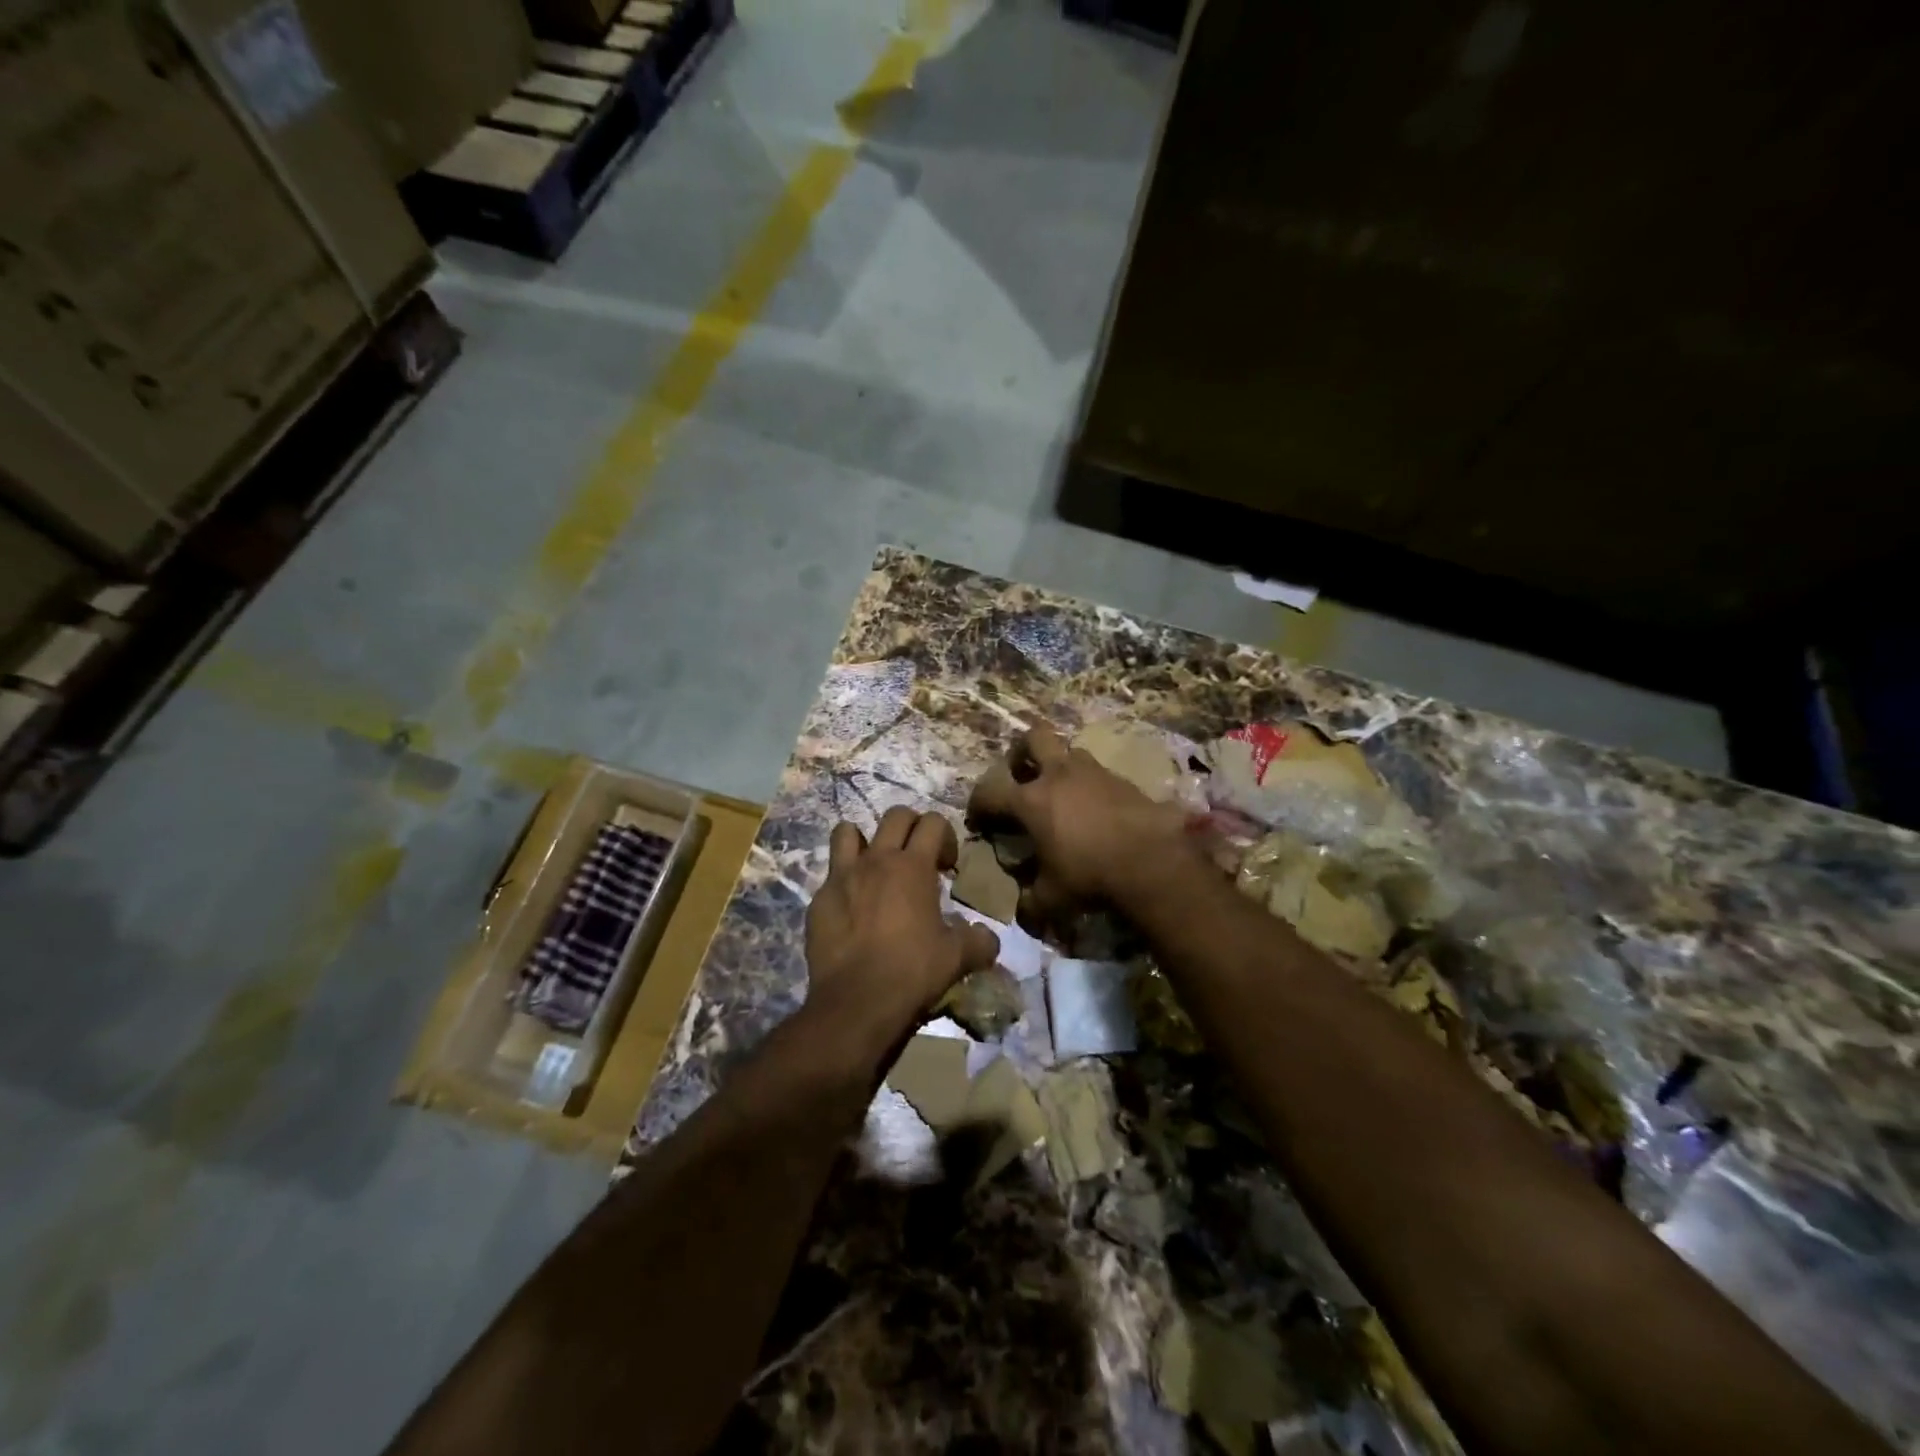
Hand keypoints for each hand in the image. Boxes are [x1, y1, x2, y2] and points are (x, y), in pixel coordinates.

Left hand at [805, 806, 999, 1044]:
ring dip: (865, 841)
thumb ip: (978, 941)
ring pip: (848, 832)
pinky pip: (831, 874)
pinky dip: (844, 882)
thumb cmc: (911, 971)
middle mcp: (876, 860)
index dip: (945, 836)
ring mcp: (842, 876)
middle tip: (918, 858)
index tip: (947, 866)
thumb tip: (989, 939)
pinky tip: (852, 909)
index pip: (932, 821)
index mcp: (913, 866)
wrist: (855, 1002)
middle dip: (911, 827)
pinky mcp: (819, 899)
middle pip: (895, 815)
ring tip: (876, 867)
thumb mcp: (957, 958)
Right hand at [966, 723, 1195, 931]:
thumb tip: (1024, 911)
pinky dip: (1091, 787)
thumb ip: (1031, 902)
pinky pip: (1099, 774)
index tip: (980, 821)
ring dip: (1061, 766)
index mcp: (1031, 800)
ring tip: (1063, 793)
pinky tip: (1097, 811)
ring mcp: (1093, 773)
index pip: (989, 792)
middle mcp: (1058, 776)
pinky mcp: (1123, 780)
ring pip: (1070, 751)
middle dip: (1021, 752)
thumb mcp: (1051, 899)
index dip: (978, 805)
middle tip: (1021, 776)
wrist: (1152, 862)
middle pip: (1033, 737)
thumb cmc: (1089, 876)